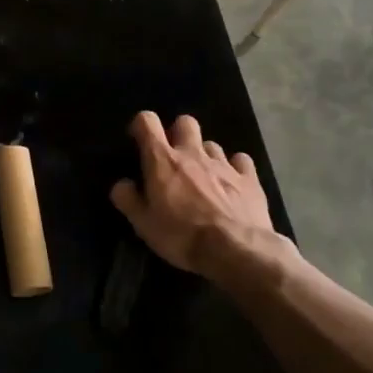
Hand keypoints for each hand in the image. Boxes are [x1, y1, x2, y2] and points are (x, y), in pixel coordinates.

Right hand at [109, 111, 282, 274]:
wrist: (236, 251)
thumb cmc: (182, 236)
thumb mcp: (143, 224)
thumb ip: (128, 199)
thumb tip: (122, 184)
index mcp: (163, 160)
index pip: (147, 121)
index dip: (141, 125)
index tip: (138, 140)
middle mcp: (193, 153)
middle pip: (185, 122)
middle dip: (178, 132)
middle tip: (174, 156)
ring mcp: (224, 164)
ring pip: (212, 144)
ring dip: (205, 155)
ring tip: (203, 176)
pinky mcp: (249, 179)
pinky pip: (241, 161)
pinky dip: (235, 167)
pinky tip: (232, 182)